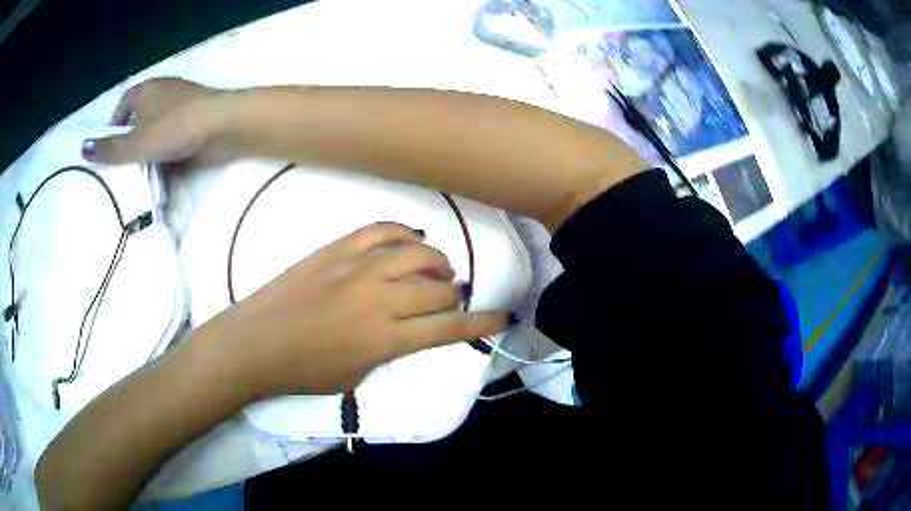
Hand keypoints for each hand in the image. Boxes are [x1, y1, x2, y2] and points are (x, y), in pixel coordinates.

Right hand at [82, 78, 228, 164]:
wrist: (222, 123)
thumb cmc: (173, 128)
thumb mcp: (135, 144)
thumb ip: (110, 149)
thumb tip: (82, 148)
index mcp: (145, 90)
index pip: (122, 105)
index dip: (114, 126)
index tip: (110, 150)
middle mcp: (162, 91)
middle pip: (139, 117)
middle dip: (132, 140)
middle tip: (125, 167)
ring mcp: (181, 102)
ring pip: (157, 127)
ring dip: (150, 147)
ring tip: (143, 172)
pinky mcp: (196, 116)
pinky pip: (174, 134)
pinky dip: (168, 148)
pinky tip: (165, 167)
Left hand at [205, 222, 505, 396]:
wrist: (256, 342)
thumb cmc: (304, 371)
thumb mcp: (358, 376)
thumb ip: (392, 351)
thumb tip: (411, 329)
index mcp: (387, 338)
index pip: (449, 328)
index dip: (482, 323)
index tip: (502, 317)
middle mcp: (381, 298)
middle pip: (440, 287)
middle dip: (454, 295)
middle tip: (448, 300)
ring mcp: (359, 266)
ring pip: (419, 253)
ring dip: (437, 261)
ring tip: (435, 268)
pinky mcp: (338, 248)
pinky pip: (382, 229)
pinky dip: (404, 233)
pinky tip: (410, 240)